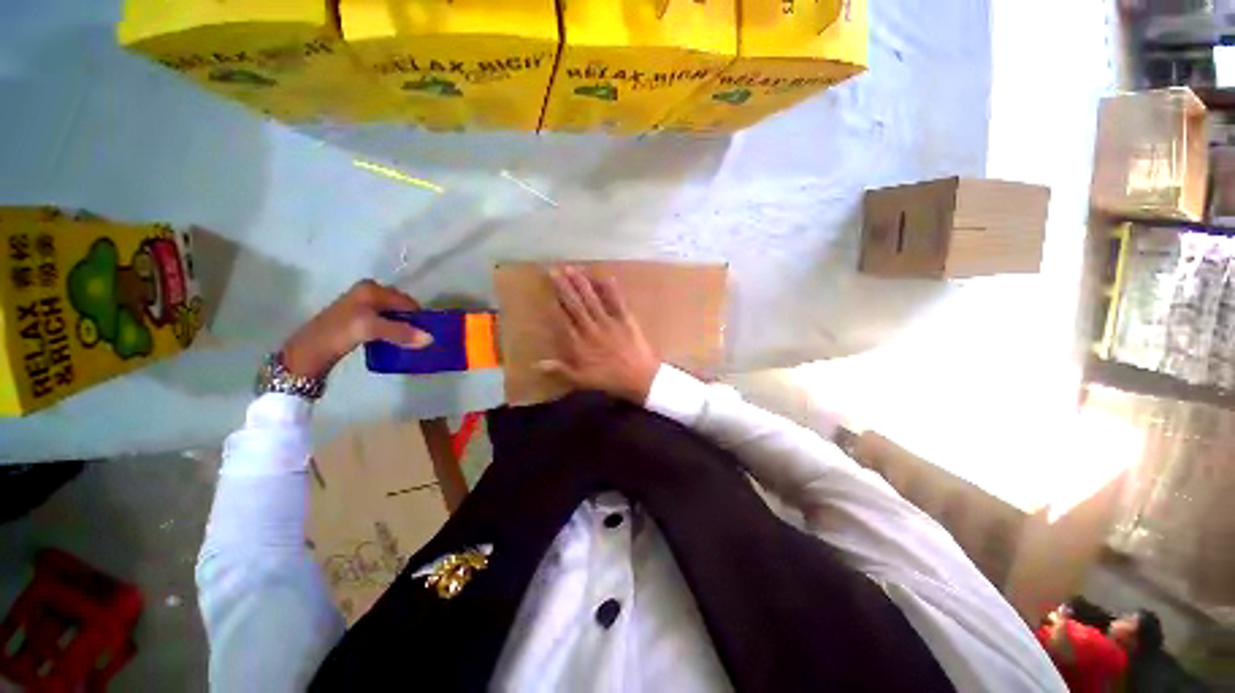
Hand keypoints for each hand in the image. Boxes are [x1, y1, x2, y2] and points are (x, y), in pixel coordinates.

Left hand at [281, 279, 432, 378]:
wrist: (309, 351)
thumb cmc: (340, 333)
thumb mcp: (372, 329)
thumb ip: (401, 332)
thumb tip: (431, 339)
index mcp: (371, 288)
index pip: (407, 301)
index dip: (419, 317)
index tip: (429, 333)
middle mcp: (368, 291)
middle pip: (401, 307)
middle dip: (412, 322)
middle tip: (420, 339)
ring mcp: (362, 304)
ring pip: (394, 315)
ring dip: (403, 328)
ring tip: (410, 342)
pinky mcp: (359, 318)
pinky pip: (385, 322)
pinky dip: (394, 331)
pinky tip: (394, 341)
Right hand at [538, 266, 658, 403]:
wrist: (640, 378)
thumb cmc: (611, 380)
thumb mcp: (582, 379)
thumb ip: (560, 370)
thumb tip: (536, 365)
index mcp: (580, 344)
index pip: (563, 320)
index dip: (554, 305)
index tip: (546, 292)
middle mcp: (592, 329)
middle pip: (575, 305)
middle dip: (564, 287)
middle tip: (554, 271)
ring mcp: (609, 322)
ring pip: (592, 300)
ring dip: (581, 283)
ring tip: (572, 269)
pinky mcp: (626, 319)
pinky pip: (616, 302)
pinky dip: (610, 289)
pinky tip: (603, 276)